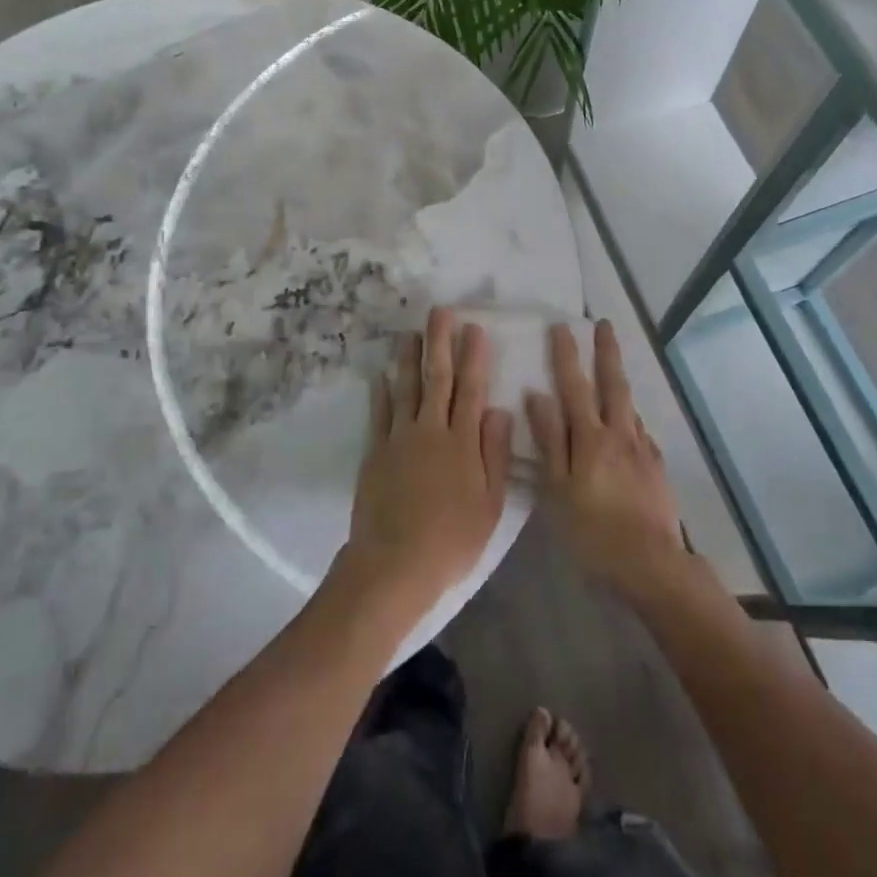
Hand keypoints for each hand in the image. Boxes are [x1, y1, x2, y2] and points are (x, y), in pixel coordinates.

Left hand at [342, 308, 514, 617]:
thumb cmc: (451, 540)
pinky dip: (380, 392)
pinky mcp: (375, 452)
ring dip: (409, 358)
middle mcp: (431, 431)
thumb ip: (495, 454)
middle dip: (440, 342)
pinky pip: (379, 414)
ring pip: (405, 388)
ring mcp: (399, 439)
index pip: (471, 390)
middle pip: (438, 379)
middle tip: (440, 312)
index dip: (474, 357)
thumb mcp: (489, 504)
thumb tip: (500, 410)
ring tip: (410, 332)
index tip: (474, 328)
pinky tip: (381, 374)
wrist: (395, 564)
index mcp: (462, 443)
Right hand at [527, 321, 685, 598]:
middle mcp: (619, 434)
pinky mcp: (657, 467)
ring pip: (630, 405)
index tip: (561, 326)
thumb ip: (549, 440)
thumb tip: (537, 395)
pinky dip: (631, 417)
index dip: (566, 355)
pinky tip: (629, 423)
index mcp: (590, 438)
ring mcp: (642, 449)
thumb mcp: (557, 489)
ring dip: (620, 380)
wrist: (651, 563)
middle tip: (604, 324)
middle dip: (606, 352)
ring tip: (614, 366)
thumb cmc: (592, 530)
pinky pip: (641, 431)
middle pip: (613, 384)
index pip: (574, 386)